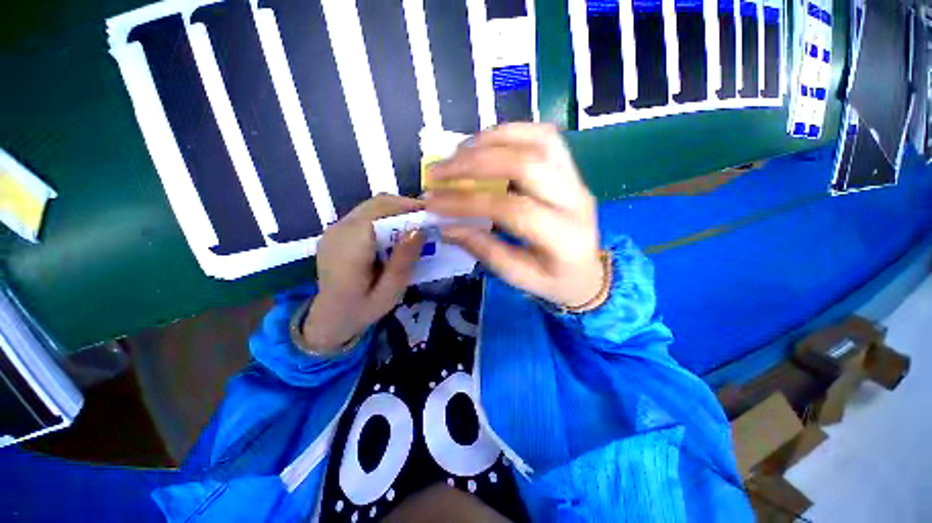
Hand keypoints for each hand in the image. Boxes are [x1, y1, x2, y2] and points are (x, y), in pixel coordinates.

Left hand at [303, 195, 424, 353]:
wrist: (329, 318)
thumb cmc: (362, 308)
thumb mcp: (390, 291)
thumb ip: (403, 260)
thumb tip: (418, 229)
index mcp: (351, 246)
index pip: (381, 211)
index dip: (407, 207)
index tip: (431, 213)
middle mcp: (339, 230)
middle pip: (376, 204)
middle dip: (405, 207)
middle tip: (427, 219)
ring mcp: (334, 229)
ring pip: (371, 206)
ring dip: (395, 211)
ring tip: (415, 224)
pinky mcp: (336, 231)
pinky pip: (365, 214)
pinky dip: (384, 217)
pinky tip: (396, 232)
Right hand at [425, 123, 602, 308]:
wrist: (589, 272)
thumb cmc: (553, 281)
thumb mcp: (518, 277)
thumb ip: (484, 250)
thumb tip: (447, 226)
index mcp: (563, 237)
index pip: (511, 209)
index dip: (468, 202)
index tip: (434, 202)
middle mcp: (575, 200)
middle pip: (526, 164)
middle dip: (475, 162)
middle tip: (439, 171)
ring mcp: (577, 179)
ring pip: (538, 140)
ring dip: (491, 140)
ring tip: (457, 153)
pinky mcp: (572, 169)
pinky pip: (544, 137)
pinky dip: (510, 133)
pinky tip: (484, 144)